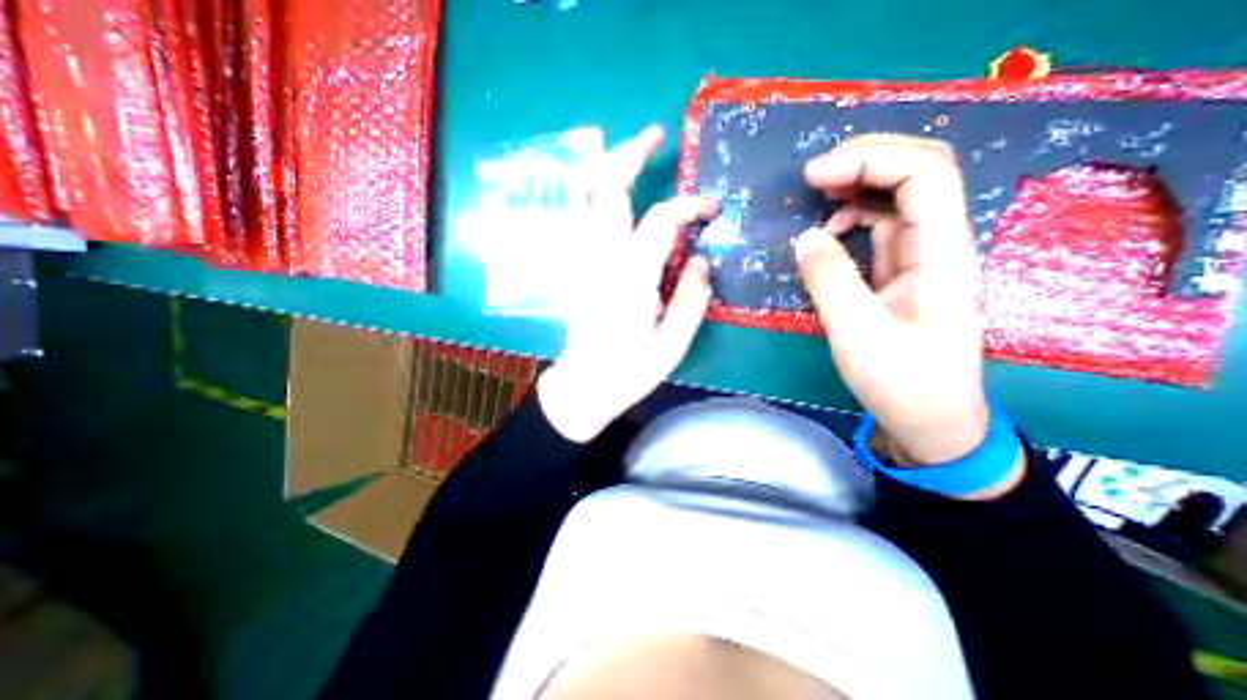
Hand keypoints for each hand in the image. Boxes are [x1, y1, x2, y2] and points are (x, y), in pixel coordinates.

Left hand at [536, 125, 720, 443]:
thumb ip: (691, 300)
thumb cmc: (629, 371)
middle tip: (654, 136)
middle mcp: (599, 259)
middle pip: (607, 189)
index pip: (660, 221)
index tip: (711, 208)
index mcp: (630, 278)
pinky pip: (573, 216)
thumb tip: (701, 259)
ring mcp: (578, 260)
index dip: (689, 206)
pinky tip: (599, 185)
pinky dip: (584, 191)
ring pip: (580, 196)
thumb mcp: (671, 345)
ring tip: (625, 149)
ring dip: (601, 165)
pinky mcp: (571, 267)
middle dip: (629, 155)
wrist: (584, 386)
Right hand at [798, 135, 995, 466]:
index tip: (814, 177)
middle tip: (812, 177)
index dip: (869, 161)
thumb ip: (829, 280)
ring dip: (855, 189)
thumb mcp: (856, 333)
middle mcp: (938, 245)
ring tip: (814, 198)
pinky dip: (849, 222)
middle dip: (864, 162)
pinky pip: (878, 230)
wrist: (930, 419)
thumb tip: (805, 237)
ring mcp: (921, 258)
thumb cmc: (900, 381)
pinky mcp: (902, 273)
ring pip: (896, 200)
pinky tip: (826, 236)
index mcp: (941, 254)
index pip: (924, 175)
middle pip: (917, 174)